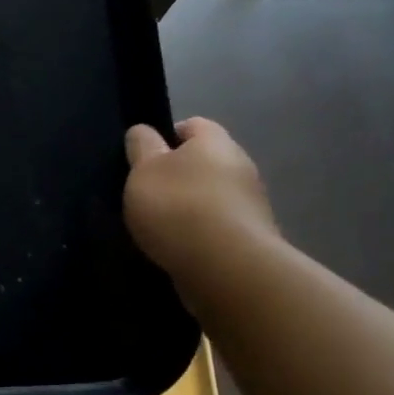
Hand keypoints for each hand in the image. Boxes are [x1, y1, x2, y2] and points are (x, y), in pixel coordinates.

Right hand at [123, 118, 278, 279]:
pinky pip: (219, 228)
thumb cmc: (178, 208)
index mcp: (215, 142)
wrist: (227, 269)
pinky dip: (200, 235)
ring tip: (159, 228)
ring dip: (190, 208)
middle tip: (147, 195)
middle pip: (204, 163)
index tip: (143, 160)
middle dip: (178, 176)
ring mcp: (251, 205)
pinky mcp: (252, 239)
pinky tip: (179, 250)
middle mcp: (240, 166)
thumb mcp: (143, 170)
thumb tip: (143, 131)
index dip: (166, 137)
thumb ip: (141, 146)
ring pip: (212, 197)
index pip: (192, 125)